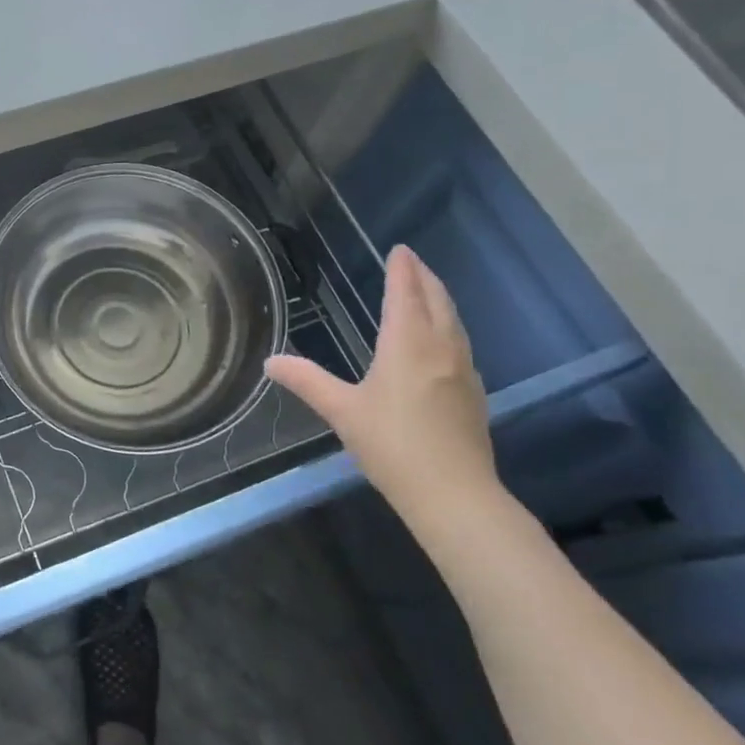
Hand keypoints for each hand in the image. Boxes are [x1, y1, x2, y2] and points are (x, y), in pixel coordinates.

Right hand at [266, 246, 502, 532]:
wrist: (454, 494)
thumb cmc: (392, 445)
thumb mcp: (341, 411)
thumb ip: (306, 381)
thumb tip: (270, 362)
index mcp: (407, 344)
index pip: (405, 294)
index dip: (402, 269)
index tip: (400, 249)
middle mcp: (441, 348)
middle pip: (436, 301)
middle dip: (424, 277)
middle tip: (412, 261)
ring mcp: (463, 370)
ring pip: (453, 322)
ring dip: (439, 299)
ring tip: (426, 291)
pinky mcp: (474, 393)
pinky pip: (460, 343)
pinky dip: (448, 326)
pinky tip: (440, 340)